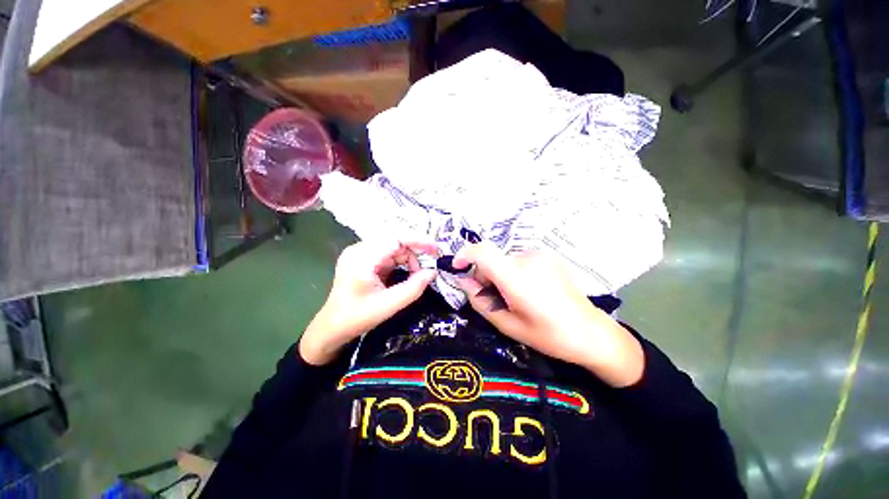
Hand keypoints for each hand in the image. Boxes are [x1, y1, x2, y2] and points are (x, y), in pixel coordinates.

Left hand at [299, 240, 438, 364]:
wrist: (331, 328)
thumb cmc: (357, 318)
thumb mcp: (389, 305)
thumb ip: (413, 288)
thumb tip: (433, 272)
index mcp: (362, 258)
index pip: (395, 239)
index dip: (418, 241)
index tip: (436, 250)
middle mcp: (359, 250)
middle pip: (395, 241)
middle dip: (414, 253)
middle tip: (429, 267)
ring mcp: (360, 253)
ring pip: (393, 247)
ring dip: (408, 259)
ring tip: (416, 275)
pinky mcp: (363, 259)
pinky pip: (388, 254)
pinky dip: (401, 262)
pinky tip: (407, 273)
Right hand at [453, 243, 643, 386]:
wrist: (590, 332)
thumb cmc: (547, 335)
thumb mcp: (506, 324)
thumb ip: (479, 301)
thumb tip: (462, 280)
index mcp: (517, 278)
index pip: (482, 252)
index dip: (464, 255)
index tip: (457, 267)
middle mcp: (528, 259)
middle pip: (492, 259)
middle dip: (485, 276)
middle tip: (494, 298)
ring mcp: (540, 255)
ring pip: (505, 260)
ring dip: (500, 274)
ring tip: (515, 297)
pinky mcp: (548, 256)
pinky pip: (519, 260)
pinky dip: (514, 271)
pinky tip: (529, 290)